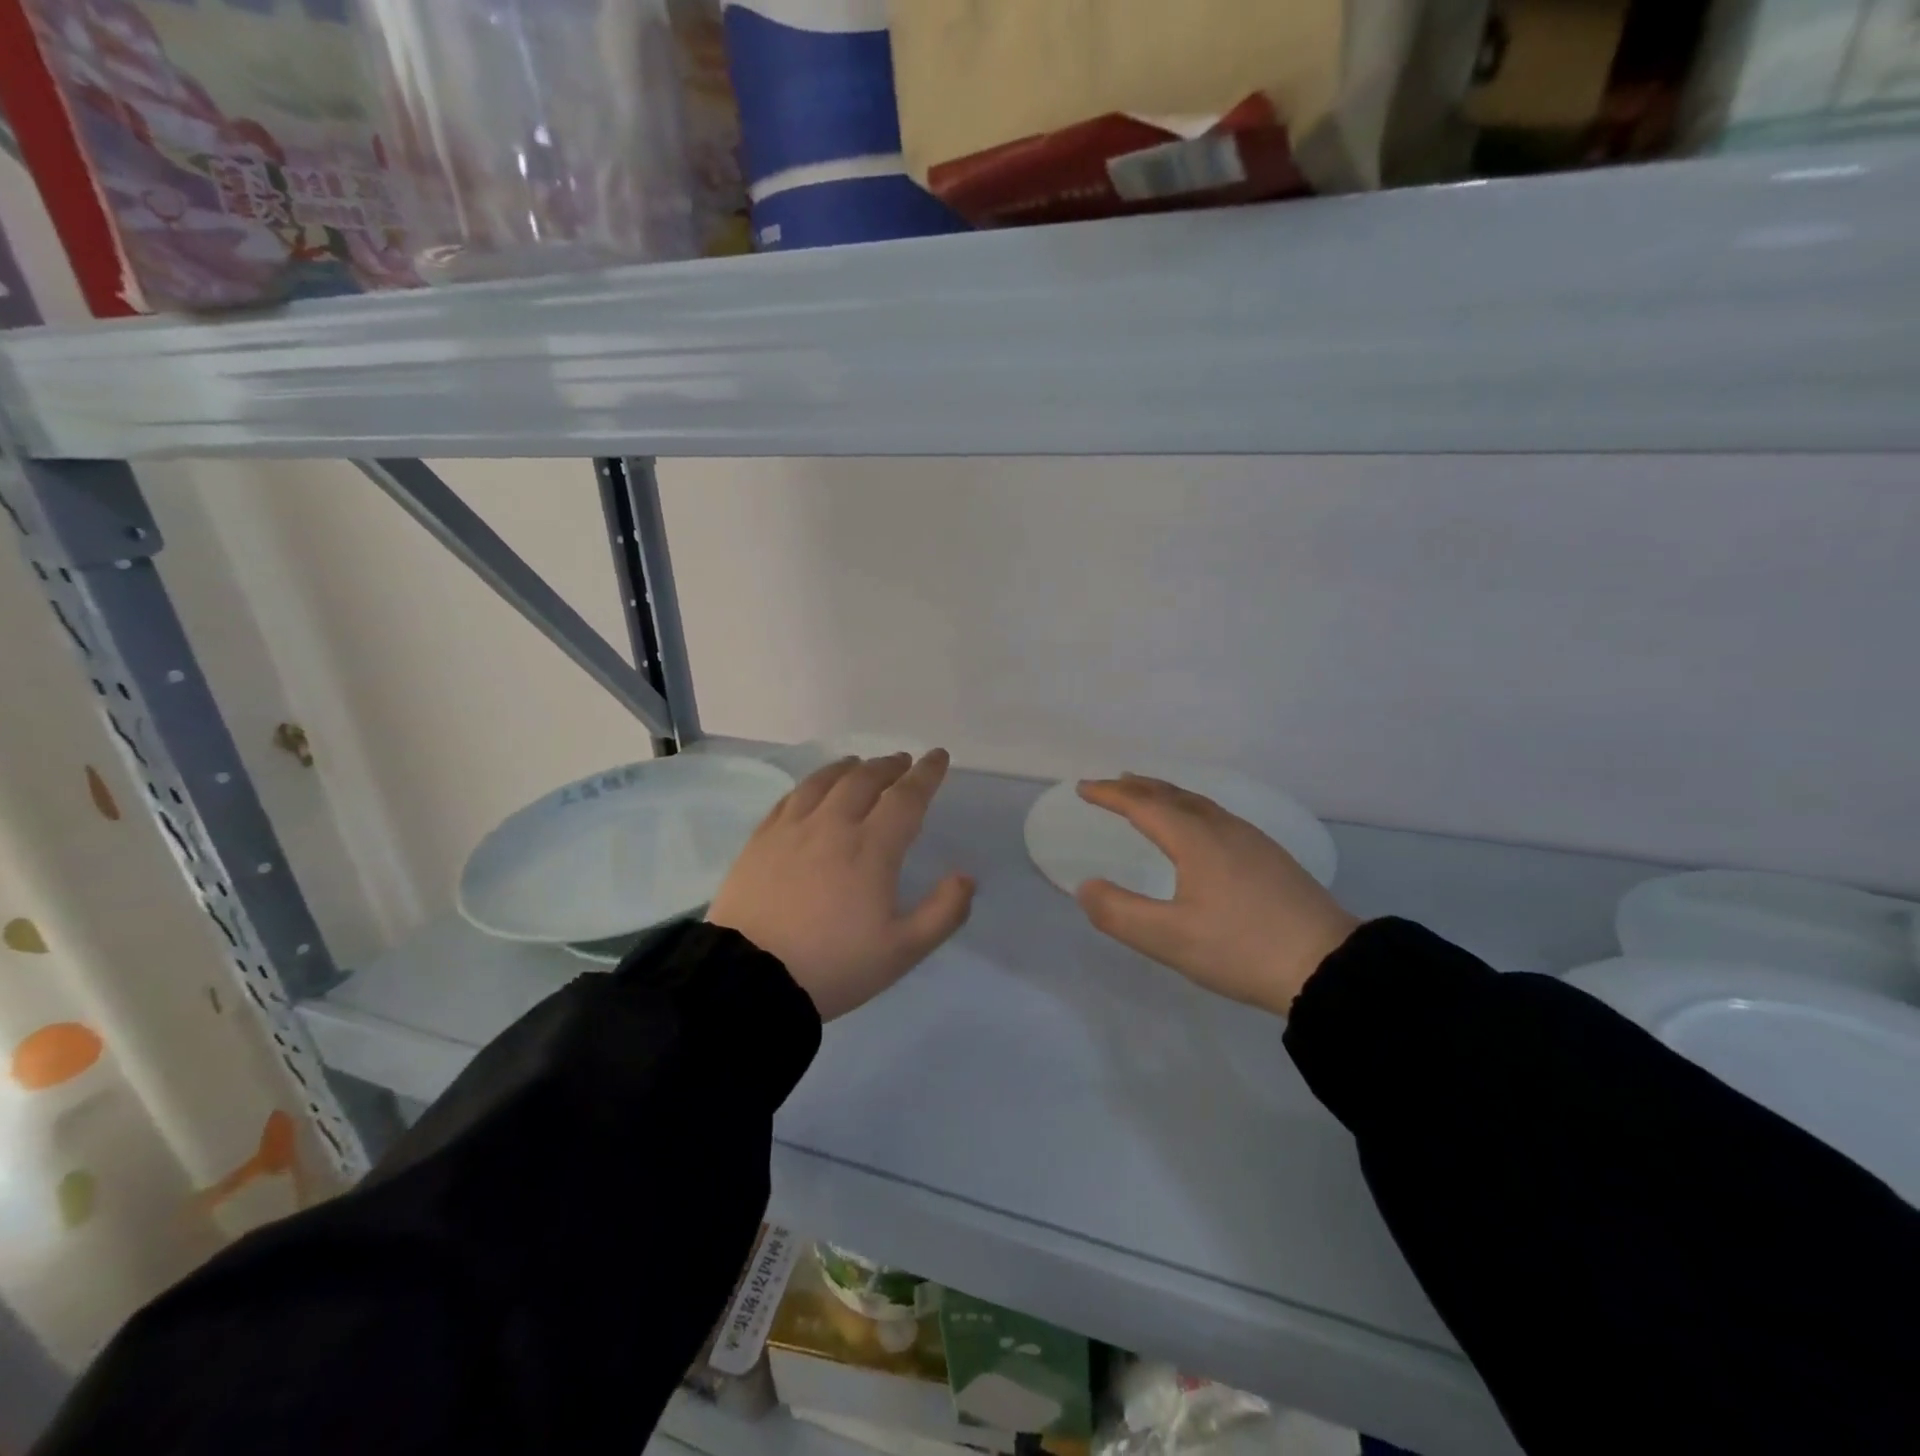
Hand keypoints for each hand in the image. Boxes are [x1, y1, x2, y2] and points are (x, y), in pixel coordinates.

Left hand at [708, 751, 975, 1020]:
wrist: (749, 979)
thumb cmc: (834, 965)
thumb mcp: (902, 951)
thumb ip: (943, 913)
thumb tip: (966, 877)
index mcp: (872, 848)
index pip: (906, 797)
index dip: (926, 774)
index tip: (938, 756)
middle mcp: (833, 825)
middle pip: (864, 779)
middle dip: (889, 765)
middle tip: (902, 761)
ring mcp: (792, 829)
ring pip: (825, 781)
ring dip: (850, 767)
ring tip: (860, 764)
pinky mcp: (761, 839)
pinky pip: (791, 797)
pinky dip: (812, 783)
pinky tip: (814, 788)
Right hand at [1073, 775, 1358, 1016]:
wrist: (1330, 967)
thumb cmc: (1242, 949)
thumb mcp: (1170, 939)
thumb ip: (1119, 913)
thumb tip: (1085, 886)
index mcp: (1196, 840)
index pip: (1143, 805)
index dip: (1110, 794)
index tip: (1082, 788)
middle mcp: (1223, 829)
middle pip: (1173, 795)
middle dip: (1138, 787)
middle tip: (1112, 783)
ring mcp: (1252, 841)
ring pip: (1200, 804)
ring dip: (1167, 795)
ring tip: (1149, 797)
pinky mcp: (1271, 858)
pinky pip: (1218, 817)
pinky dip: (1192, 810)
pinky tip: (1200, 830)